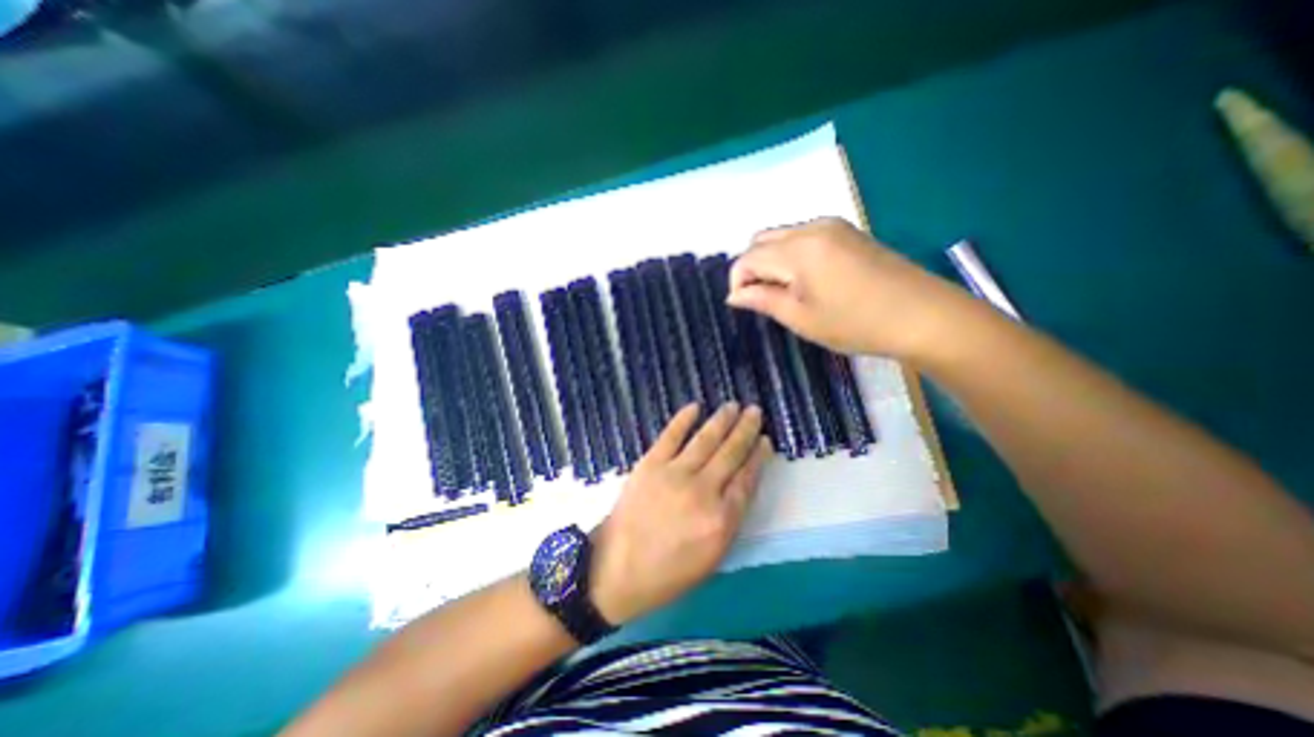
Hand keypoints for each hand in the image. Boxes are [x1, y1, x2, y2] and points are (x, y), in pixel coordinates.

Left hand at [587, 403, 764, 620]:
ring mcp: (675, 474)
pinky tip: (695, 407)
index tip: (766, 440)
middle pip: (731, 454)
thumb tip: (740, 486)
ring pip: (705, 440)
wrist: (616, 570)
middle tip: (755, 411)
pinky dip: (683, 419)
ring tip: (734, 405)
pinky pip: (671, 435)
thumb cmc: (667, 573)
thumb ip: (729, 520)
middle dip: (746, 430)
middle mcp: (703, 491)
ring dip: (721, 420)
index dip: (758, 457)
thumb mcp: (711, 559)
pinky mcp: (650, 464)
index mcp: (721, 520)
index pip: (747, 480)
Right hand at [728, 216, 972, 360]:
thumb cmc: (855, 324)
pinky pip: (804, 236)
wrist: (923, 316)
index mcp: (797, 250)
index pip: (748, 257)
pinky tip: (807, 279)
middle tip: (764, 298)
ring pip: (782, 236)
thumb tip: (734, 295)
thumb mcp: (801, 318)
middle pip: (761, 239)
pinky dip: (792, 254)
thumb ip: (762, 300)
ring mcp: (833, 226)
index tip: (745, 305)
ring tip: (786, 291)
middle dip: (753, 267)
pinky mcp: (848, 231)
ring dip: (772, 260)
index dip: (738, 281)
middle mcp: (811, 227)